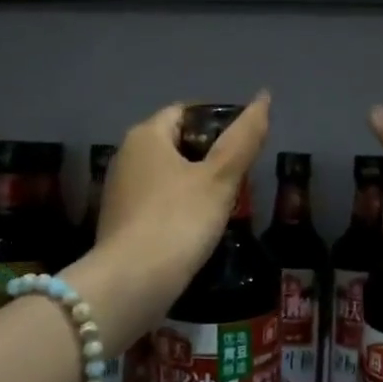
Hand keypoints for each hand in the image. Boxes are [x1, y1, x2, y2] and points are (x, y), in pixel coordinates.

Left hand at [87, 95, 270, 328]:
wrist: (131, 284)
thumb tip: (264, 97)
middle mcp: (126, 155)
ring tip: (223, 203)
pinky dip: (177, 207)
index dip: (217, 122)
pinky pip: (155, 202)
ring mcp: (118, 191)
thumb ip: (244, 138)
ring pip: (166, 174)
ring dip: (193, 183)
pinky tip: (196, 228)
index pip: (185, 112)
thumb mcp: (220, 178)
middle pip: (175, 143)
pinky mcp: (118, 222)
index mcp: (146, 135)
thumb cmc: (179, 221)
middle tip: (239, 177)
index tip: (244, 145)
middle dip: (208, 156)